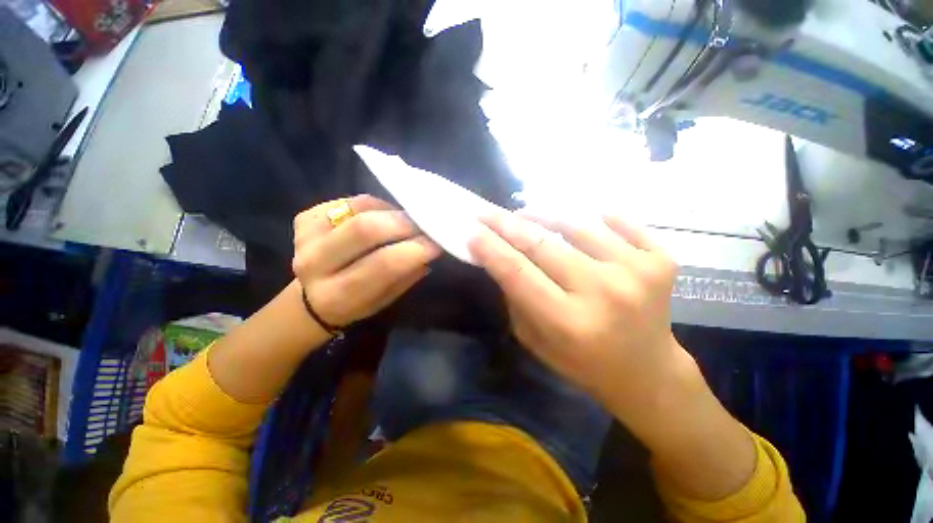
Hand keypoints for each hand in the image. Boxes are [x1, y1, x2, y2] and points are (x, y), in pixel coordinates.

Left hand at [292, 195, 440, 329]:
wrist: (311, 297)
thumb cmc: (354, 304)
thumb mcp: (384, 301)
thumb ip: (407, 276)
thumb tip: (431, 248)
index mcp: (337, 295)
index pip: (383, 265)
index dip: (415, 249)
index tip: (437, 243)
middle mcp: (314, 264)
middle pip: (367, 229)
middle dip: (405, 223)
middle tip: (426, 224)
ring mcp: (305, 236)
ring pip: (360, 209)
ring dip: (393, 212)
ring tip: (408, 220)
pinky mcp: (305, 218)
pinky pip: (351, 201)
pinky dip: (376, 205)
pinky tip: (385, 215)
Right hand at [468, 211, 691, 417]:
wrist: (649, 373)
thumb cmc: (583, 363)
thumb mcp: (535, 341)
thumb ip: (515, 299)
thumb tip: (500, 258)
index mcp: (568, 322)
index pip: (517, 272)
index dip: (491, 247)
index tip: (472, 229)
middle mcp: (603, 293)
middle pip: (543, 245)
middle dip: (507, 224)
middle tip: (487, 212)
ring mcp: (637, 272)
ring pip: (578, 226)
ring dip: (544, 214)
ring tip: (525, 212)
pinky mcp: (661, 260)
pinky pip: (619, 223)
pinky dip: (595, 217)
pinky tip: (579, 218)